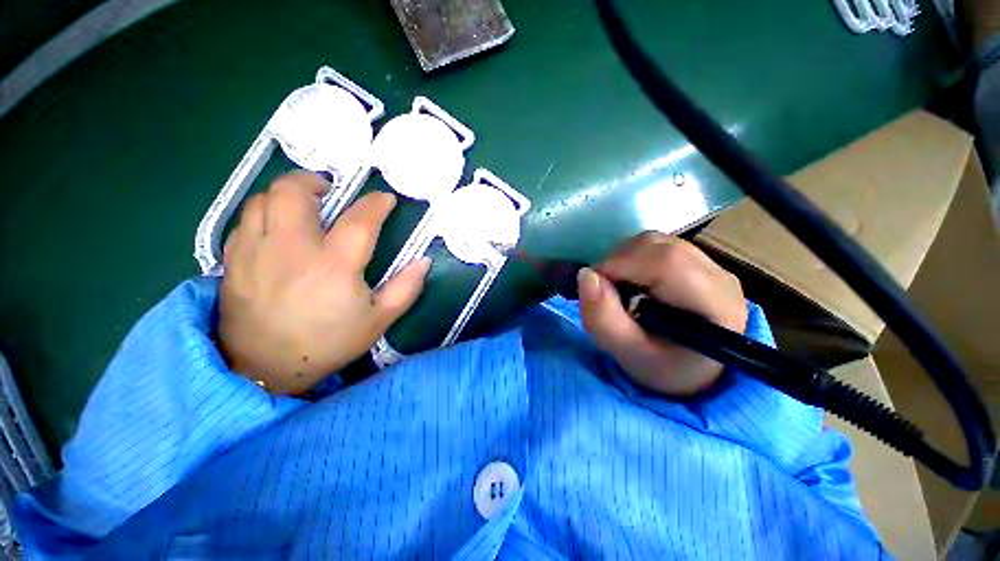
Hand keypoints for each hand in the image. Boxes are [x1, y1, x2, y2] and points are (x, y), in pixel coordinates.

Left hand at [218, 171, 430, 394]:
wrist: (265, 369)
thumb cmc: (329, 343)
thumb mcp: (379, 320)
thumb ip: (405, 288)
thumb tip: (424, 261)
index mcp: (334, 266)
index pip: (360, 220)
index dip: (376, 204)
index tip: (385, 199)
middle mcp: (291, 249)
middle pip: (295, 192)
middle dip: (315, 181)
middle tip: (330, 191)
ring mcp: (255, 251)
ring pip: (264, 198)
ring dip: (287, 192)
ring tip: (304, 204)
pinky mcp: (233, 259)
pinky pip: (245, 218)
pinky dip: (265, 211)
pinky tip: (277, 225)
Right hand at [578, 232, 746, 396]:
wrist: (696, 369)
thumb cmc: (666, 368)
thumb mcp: (630, 355)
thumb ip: (604, 320)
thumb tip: (585, 275)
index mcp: (714, 303)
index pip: (665, 263)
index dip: (620, 266)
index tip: (596, 287)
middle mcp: (717, 274)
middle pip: (656, 246)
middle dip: (617, 263)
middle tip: (606, 292)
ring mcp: (709, 262)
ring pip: (653, 242)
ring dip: (622, 260)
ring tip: (619, 288)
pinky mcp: (696, 259)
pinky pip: (654, 245)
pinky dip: (631, 259)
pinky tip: (632, 282)